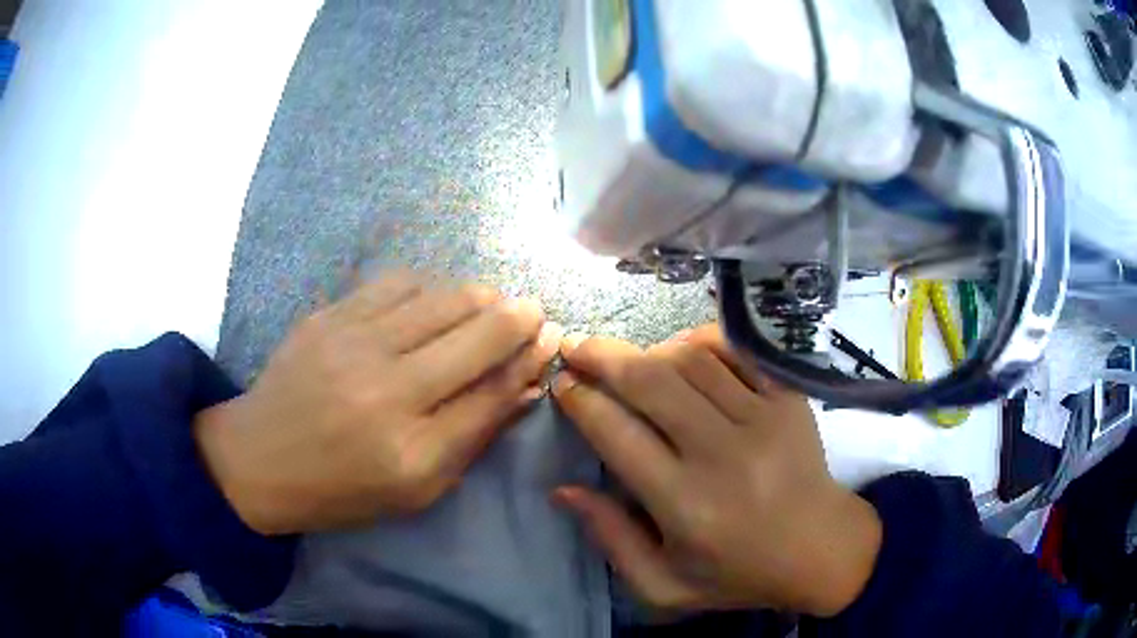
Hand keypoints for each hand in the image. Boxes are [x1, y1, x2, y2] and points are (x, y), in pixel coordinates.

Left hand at [194, 272, 561, 534]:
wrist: (259, 458)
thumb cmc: (343, 488)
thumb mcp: (418, 487)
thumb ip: (475, 433)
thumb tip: (526, 383)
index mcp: (413, 449)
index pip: (496, 389)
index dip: (532, 357)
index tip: (551, 337)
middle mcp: (388, 387)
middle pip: (480, 330)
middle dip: (519, 316)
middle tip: (529, 314)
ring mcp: (354, 341)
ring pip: (445, 294)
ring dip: (479, 297)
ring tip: (483, 309)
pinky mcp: (330, 314)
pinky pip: (399, 281)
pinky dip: (430, 288)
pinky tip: (429, 305)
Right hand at [551, 325, 880, 616]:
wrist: (821, 549)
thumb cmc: (737, 574)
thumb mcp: (662, 585)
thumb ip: (611, 540)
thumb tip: (564, 489)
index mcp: (686, 504)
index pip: (617, 434)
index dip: (581, 401)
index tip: (563, 384)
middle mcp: (721, 453)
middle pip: (650, 382)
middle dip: (602, 357)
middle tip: (576, 347)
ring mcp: (762, 418)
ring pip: (690, 360)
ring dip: (649, 351)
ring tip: (629, 360)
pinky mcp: (790, 398)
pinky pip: (736, 351)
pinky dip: (701, 342)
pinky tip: (682, 351)